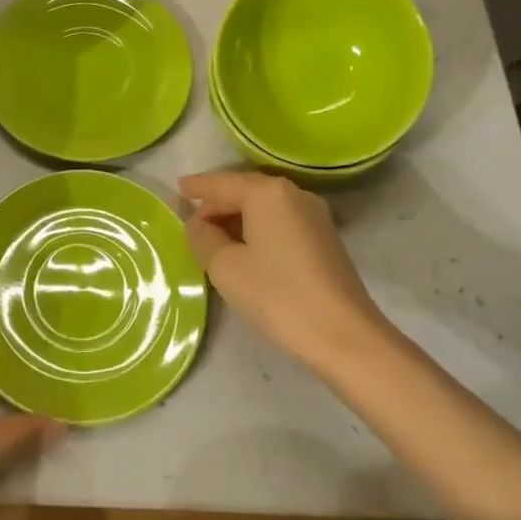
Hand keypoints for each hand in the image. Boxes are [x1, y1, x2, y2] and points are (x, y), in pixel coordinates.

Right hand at [179, 171, 391, 374]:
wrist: (344, 336)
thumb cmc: (277, 295)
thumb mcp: (225, 267)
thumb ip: (203, 238)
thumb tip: (198, 224)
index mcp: (267, 192)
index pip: (220, 183)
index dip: (195, 187)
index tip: (176, 188)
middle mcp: (292, 193)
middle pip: (243, 191)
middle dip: (215, 204)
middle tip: (190, 223)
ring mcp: (313, 215)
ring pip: (263, 207)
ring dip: (236, 219)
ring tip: (212, 239)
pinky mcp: (324, 238)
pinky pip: (279, 222)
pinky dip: (256, 229)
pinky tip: (244, 249)